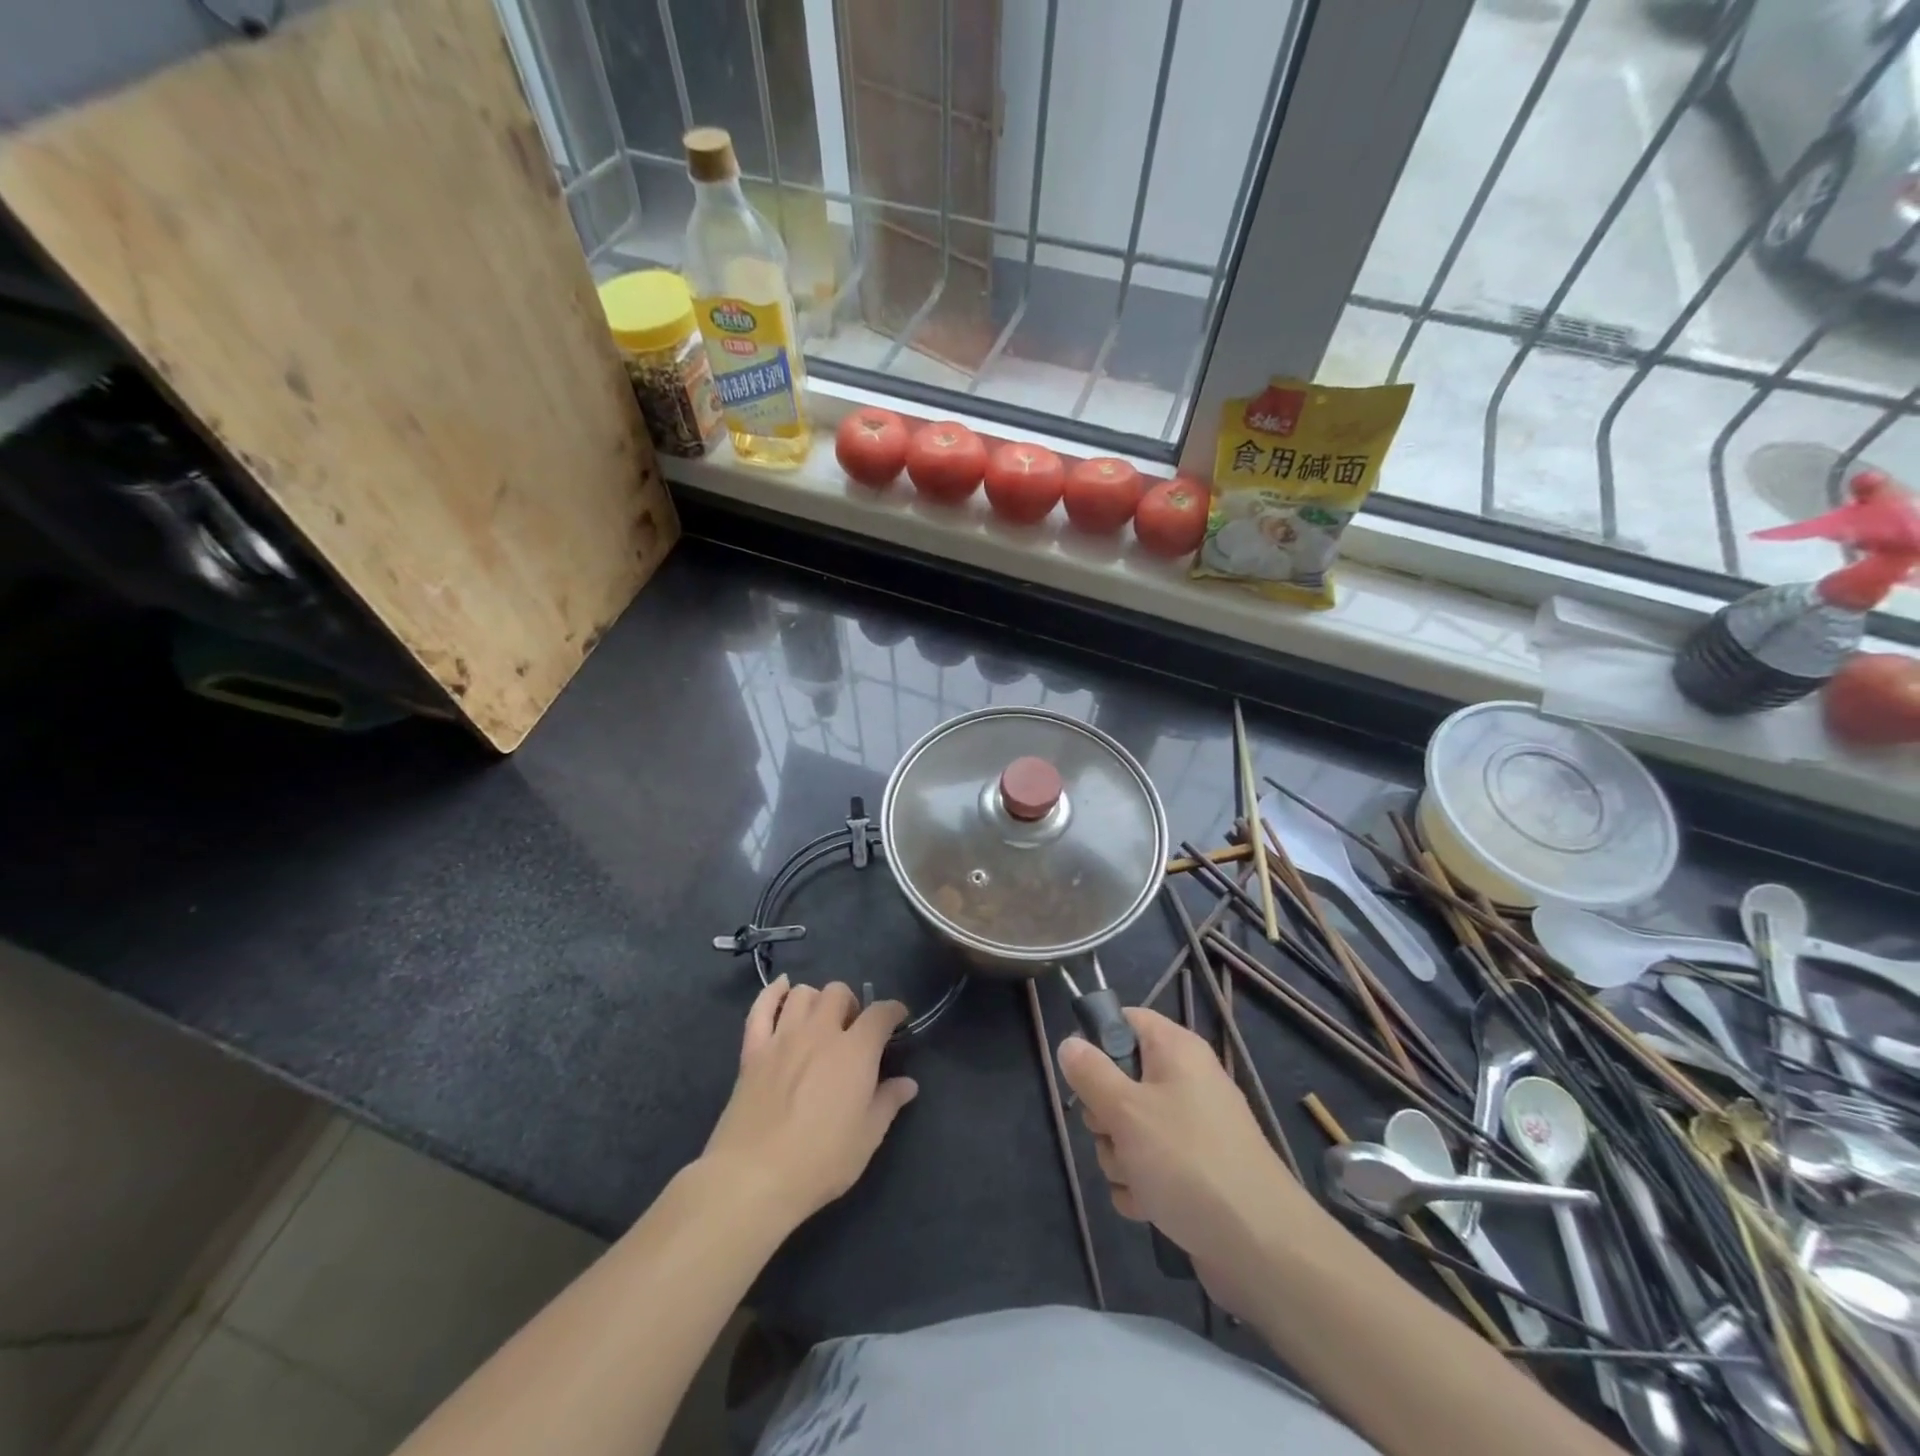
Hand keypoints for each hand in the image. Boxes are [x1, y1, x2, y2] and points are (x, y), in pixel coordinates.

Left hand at [703, 977, 917, 1231]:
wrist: (754, 1177)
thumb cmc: (821, 1161)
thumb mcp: (867, 1137)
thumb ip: (888, 1103)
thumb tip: (908, 1083)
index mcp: (855, 1051)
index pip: (881, 1012)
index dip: (893, 1010)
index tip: (898, 1018)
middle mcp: (820, 1032)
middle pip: (838, 992)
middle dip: (851, 1004)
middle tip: (853, 1030)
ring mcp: (783, 1037)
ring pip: (803, 994)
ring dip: (817, 1000)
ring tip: (820, 1020)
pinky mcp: (752, 1050)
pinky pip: (761, 1008)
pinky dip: (773, 993)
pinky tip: (782, 990)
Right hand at [1058, 1008, 1311, 1319]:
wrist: (1261, 1247)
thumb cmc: (1188, 1161)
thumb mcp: (1126, 1110)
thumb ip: (1090, 1073)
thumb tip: (1069, 1043)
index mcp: (1176, 1051)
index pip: (1126, 1020)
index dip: (1097, 1040)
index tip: (1080, 1074)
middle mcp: (1186, 1082)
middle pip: (1121, 1080)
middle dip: (1104, 1115)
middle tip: (1112, 1133)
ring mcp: (1192, 1129)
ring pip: (1129, 1129)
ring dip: (1119, 1157)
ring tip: (1136, 1178)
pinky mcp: (1194, 1171)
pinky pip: (1149, 1165)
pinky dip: (1141, 1185)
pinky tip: (1147, 1205)